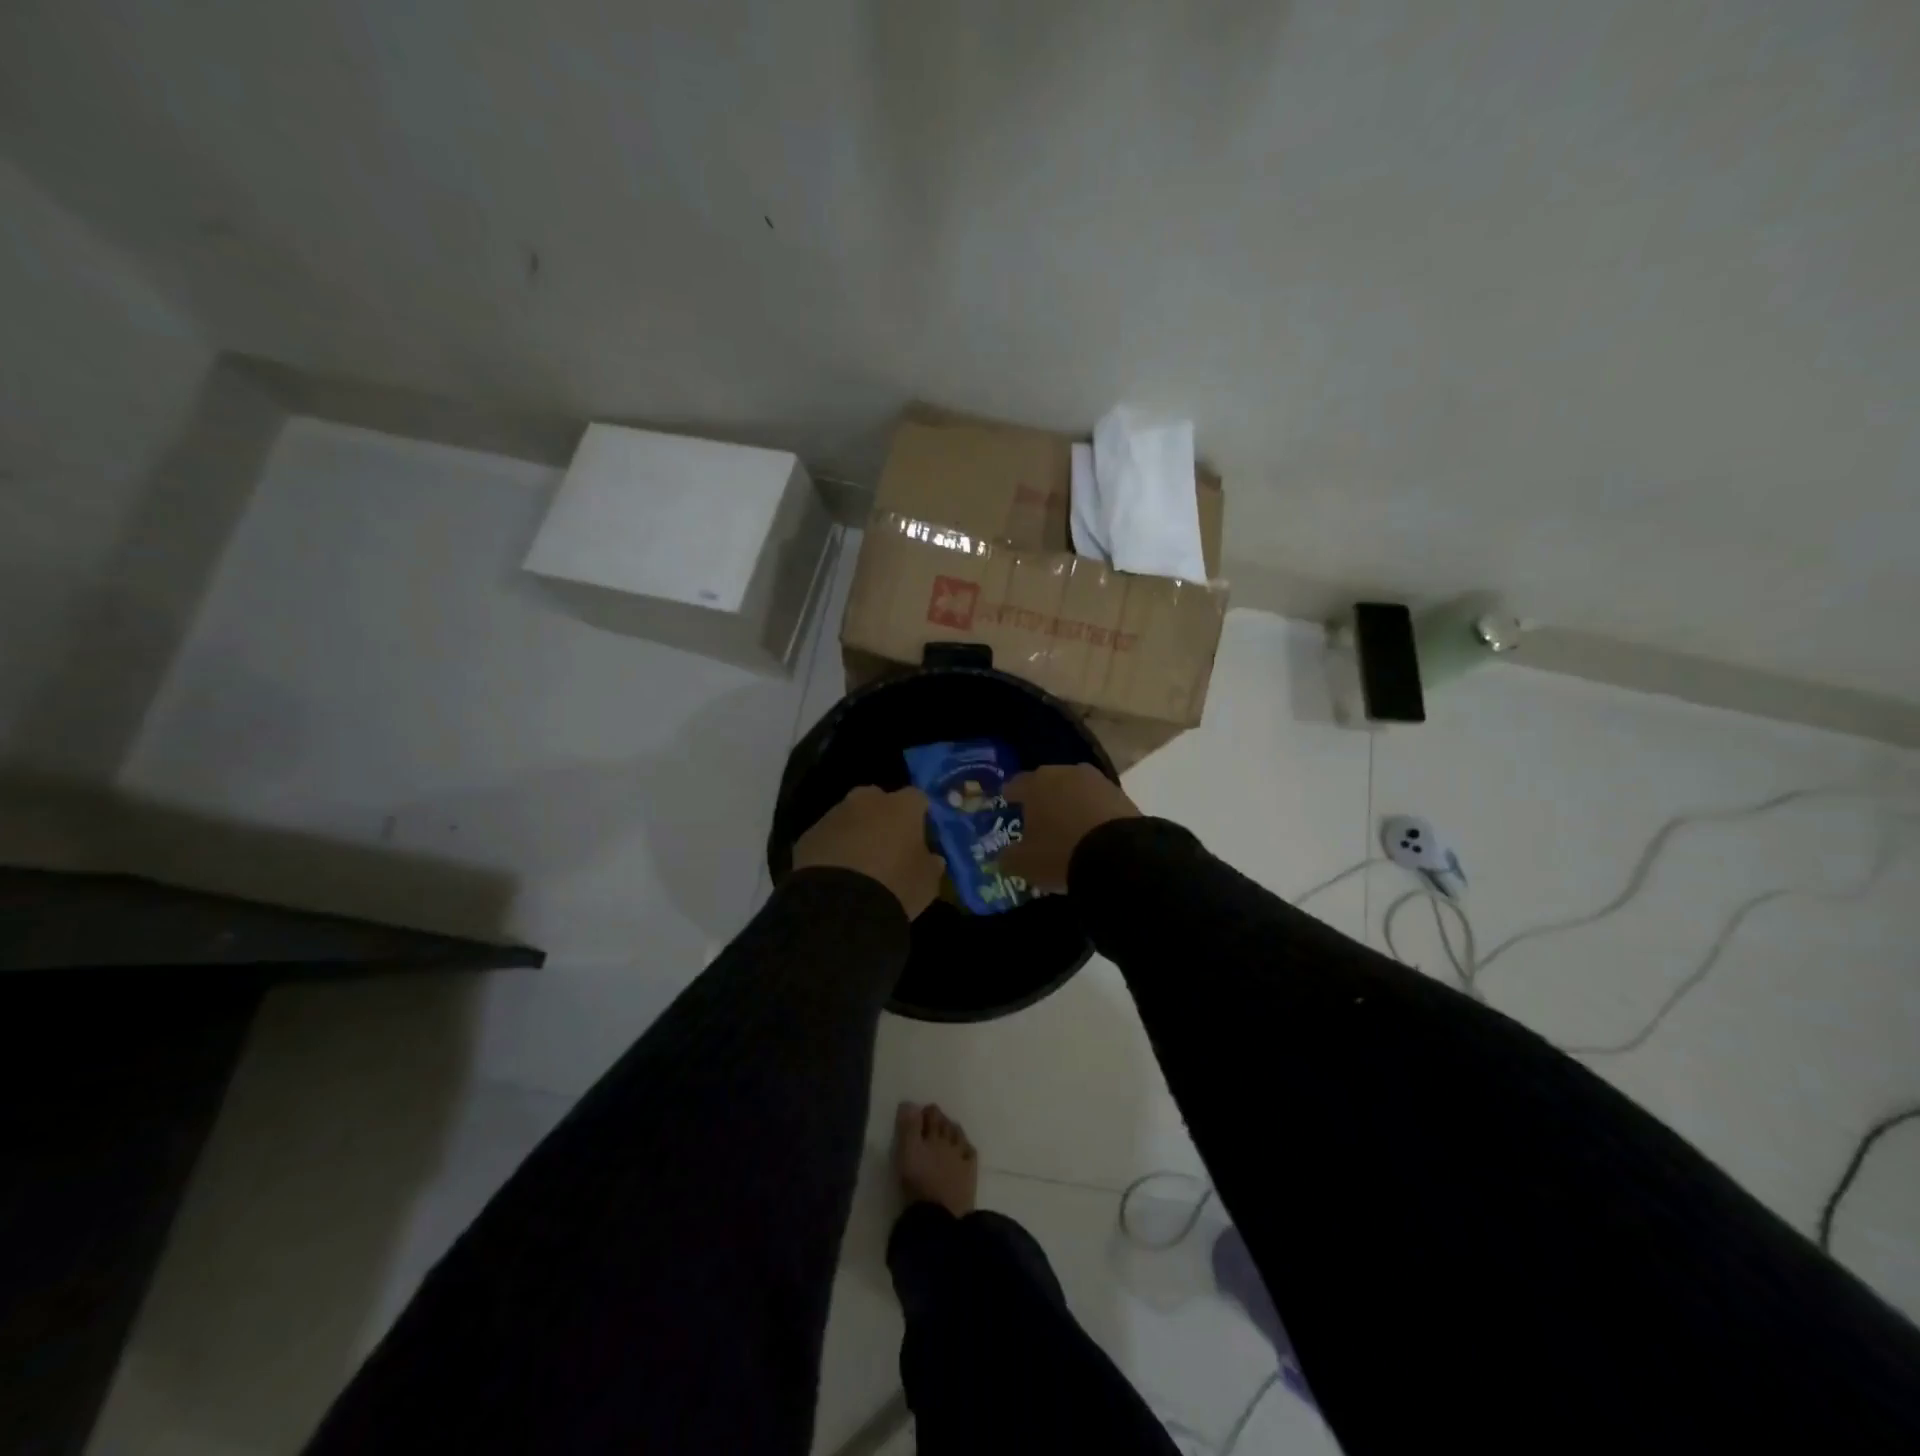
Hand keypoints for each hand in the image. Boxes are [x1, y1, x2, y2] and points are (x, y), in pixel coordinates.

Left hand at [792, 786, 944, 918]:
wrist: (839, 906)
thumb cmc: (895, 887)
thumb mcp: (927, 882)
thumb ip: (931, 864)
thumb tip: (932, 858)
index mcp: (901, 806)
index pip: (917, 798)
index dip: (920, 816)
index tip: (921, 836)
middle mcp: (866, 801)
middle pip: (879, 800)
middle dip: (883, 818)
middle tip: (888, 846)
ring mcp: (833, 815)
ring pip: (850, 817)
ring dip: (856, 832)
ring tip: (859, 864)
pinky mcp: (808, 835)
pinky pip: (827, 837)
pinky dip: (833, 848)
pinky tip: (836, 874)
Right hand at [1000, 764, 1139, 892]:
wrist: (1119, 855)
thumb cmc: (1060, 853)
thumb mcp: (1024, 863)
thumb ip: (1008, 857)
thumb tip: (1004, 856)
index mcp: (1035, 783)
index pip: (1015, 784)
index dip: (1010, 797)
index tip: (1008, 807)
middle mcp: (1064, 772)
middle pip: (1046, 782)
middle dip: (1041, 798)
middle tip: (1038, 820)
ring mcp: (1095, 780)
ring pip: (1074, 789)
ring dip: (1069, 803)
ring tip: (1067, 826)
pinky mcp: (1120, 793)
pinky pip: (1097, 801)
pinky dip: (1091, 812)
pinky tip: (1091, 830)